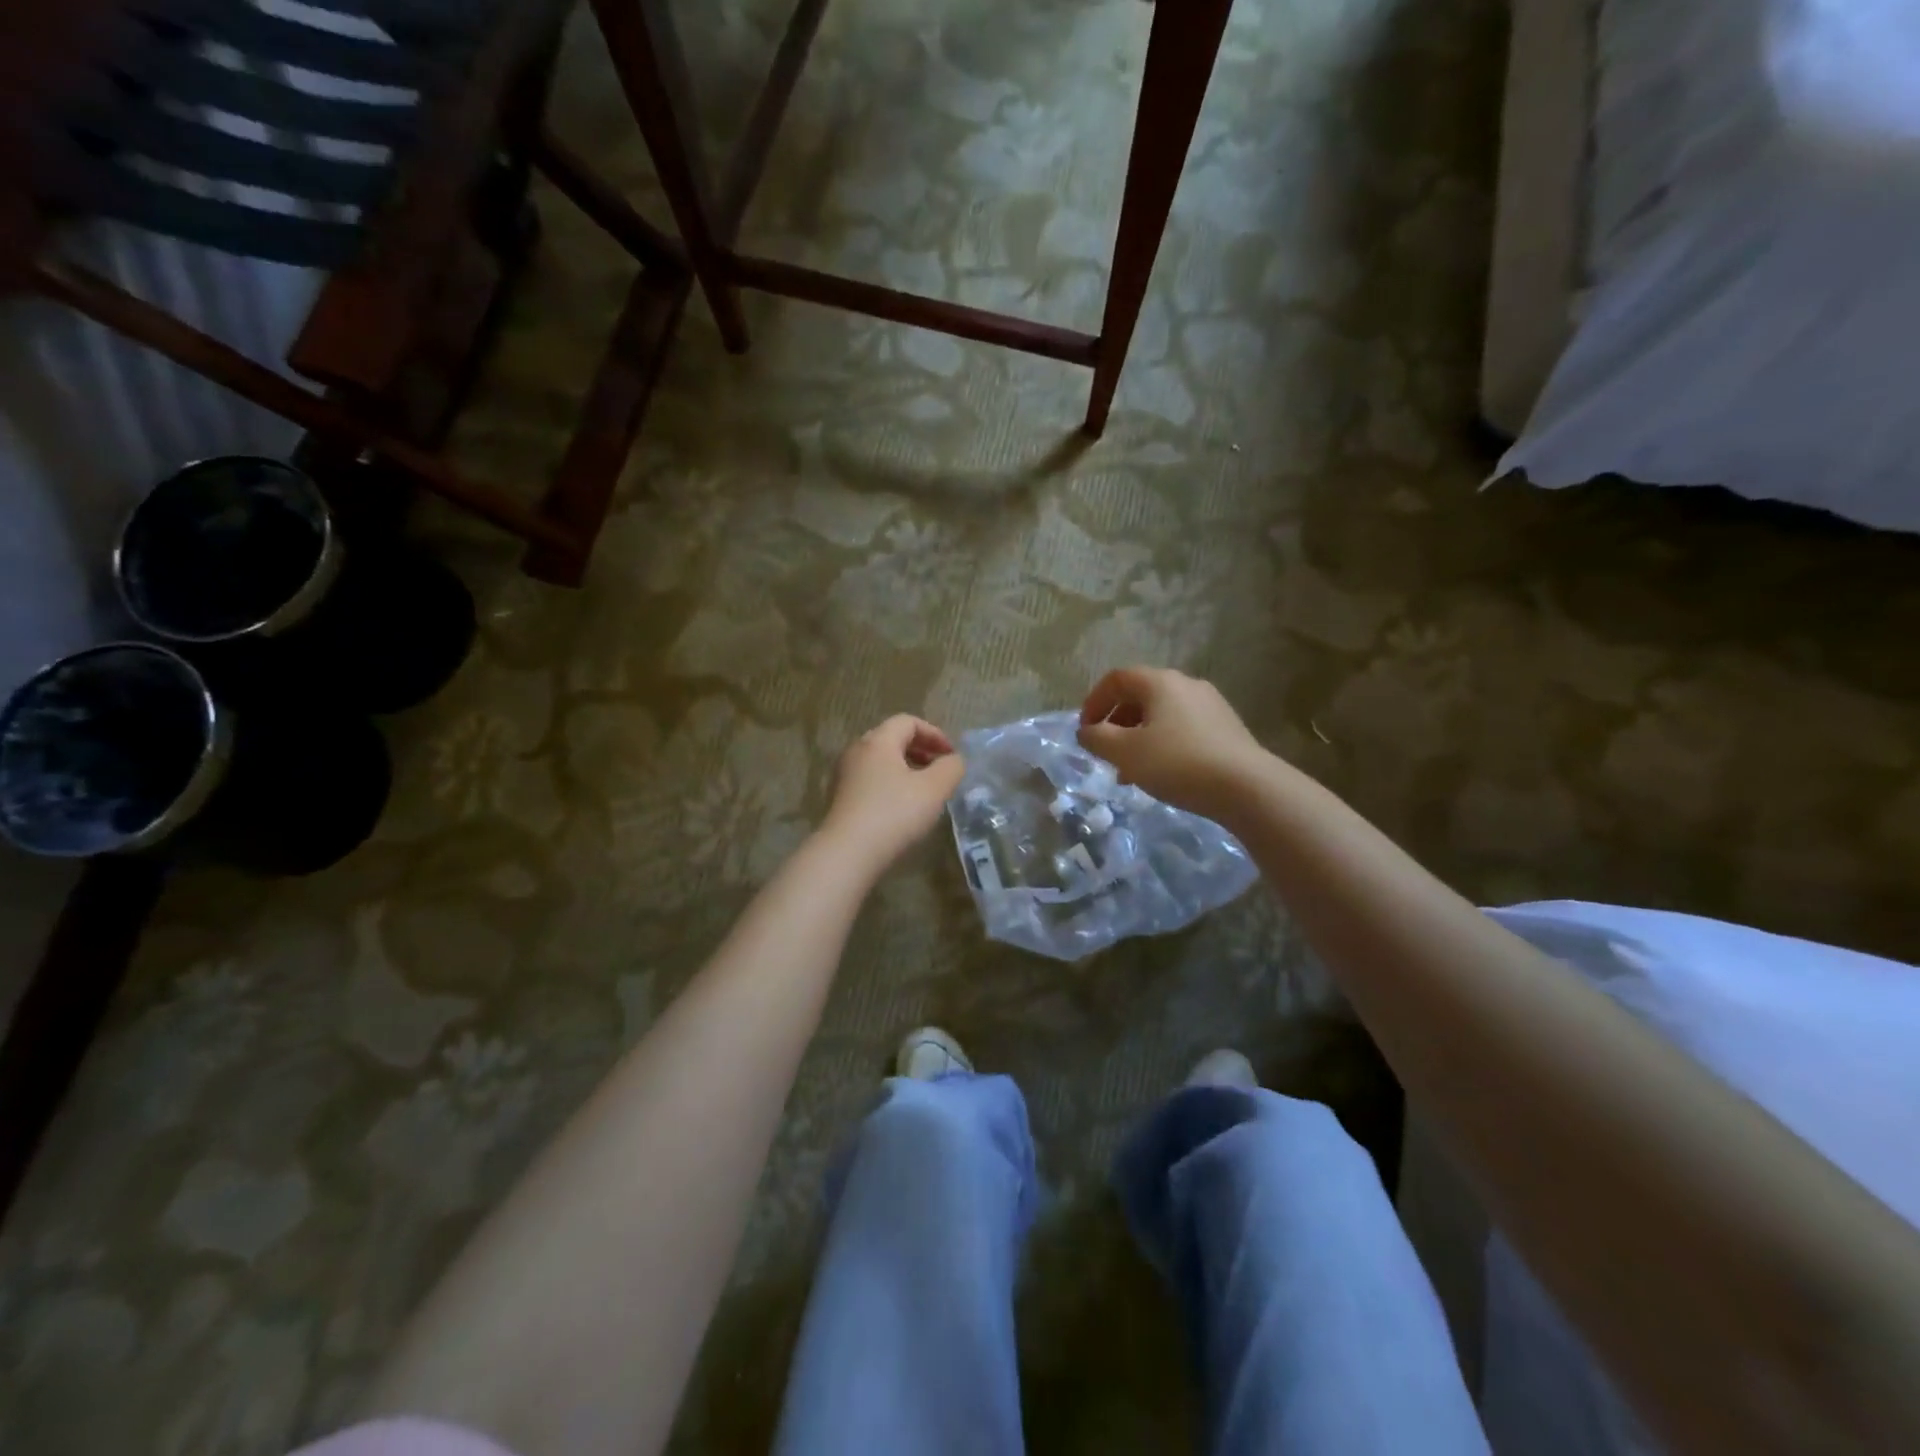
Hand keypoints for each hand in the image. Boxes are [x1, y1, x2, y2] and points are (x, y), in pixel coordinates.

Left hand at [820, 715, 966, 872]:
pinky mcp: (841, 798)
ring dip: (906, 768)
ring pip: (881, 761)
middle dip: (920, 750)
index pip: (908, 721)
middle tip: (940, 770)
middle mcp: (857, 751)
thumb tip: (954, 760)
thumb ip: (951, 768)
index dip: (934, 734)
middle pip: (892, 738)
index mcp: (878, 741)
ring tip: (925, 790)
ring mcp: (845, 775)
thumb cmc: (894, 813)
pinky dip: (891, 784)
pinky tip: (902, 808)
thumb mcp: (935, 789)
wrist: (848, 852)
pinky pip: (870, 780)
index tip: (951, 756)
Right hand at [1078, 667, 1271, 822]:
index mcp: (1160, 682)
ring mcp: (1211, 705)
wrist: (1247, 787)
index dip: (1094, 702)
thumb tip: (1086, 731)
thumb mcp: (1125, 753)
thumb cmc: (1177, 763)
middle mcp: (1186, 684)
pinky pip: (1183, 728)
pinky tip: (1163, 773)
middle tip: (1106, 752)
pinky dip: (1163, 743)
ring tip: (1131, 771)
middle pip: (1140, 695)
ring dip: (1139, 737)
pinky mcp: (1226, 727)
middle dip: (1116, 723)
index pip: (1117, 679)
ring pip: (1162, 715)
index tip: (1085, 731)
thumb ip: (1097, 738)